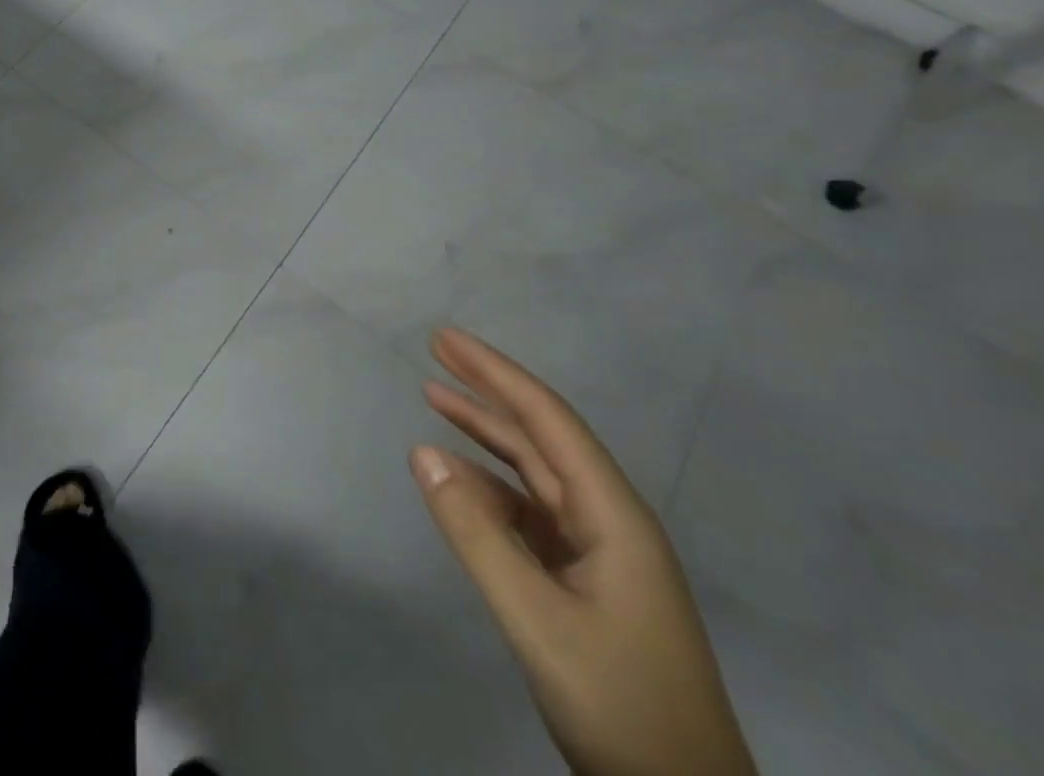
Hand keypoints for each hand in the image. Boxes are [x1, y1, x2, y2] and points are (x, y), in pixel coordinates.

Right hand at [410, 328, 755, 775]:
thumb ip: (476, 533)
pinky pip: (530, 513)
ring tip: (435, 398)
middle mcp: (610, 520)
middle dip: (489, 389)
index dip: (495, 373)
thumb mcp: (537, 619)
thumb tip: (422, 452)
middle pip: (542, 436)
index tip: (445, 339)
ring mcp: (601, 553)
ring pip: (534, 472)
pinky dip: (489, 487)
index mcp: (614, 516)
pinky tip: (458, 482)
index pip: (547, 420)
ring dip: (486, 434)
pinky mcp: (588, 582)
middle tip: (436, 350)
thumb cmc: (621, 705)